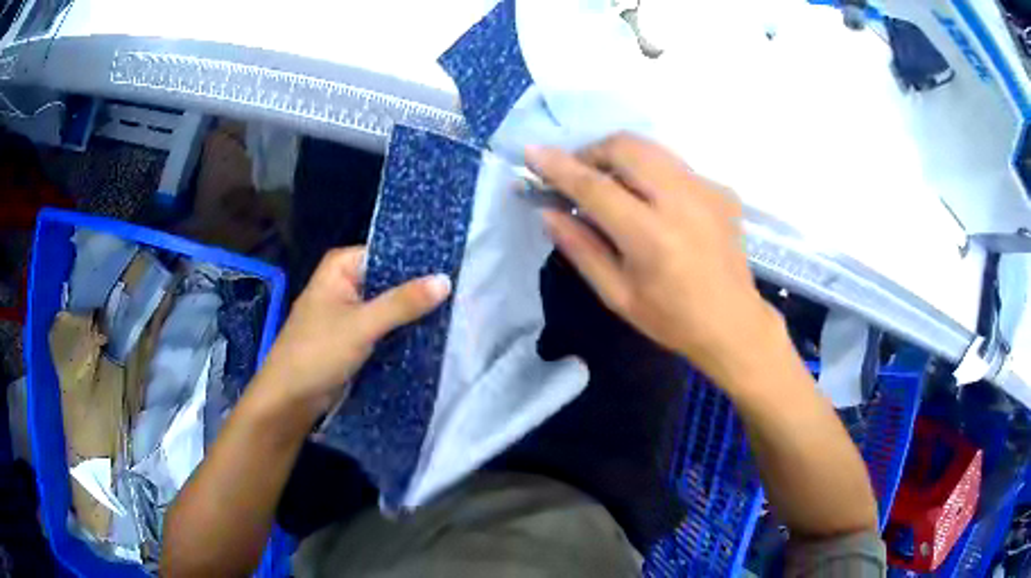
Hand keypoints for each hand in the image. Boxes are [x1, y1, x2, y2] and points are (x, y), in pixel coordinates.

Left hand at [254, 246, 450, 419]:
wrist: (290, 398)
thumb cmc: (317, 352)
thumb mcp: (362, 325)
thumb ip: (403, 303)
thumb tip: (446, 280)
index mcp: (341, 267)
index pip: (388, 252)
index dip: (419, 261)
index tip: (454, 269)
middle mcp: (345, 282)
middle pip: (390, 279)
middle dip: (419, 289)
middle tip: (462, 293)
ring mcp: (350, 310)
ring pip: (389, 305)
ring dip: (413, 312)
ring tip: (455, 311)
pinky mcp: (354, 336)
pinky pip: (384, 326)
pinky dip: (402, 330)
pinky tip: (432, 333)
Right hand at [526, 133, 784, 387]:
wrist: (734, 323)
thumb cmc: (671, 319)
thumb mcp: (617, 295)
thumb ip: (581, 248)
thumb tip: (547, 212)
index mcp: (652, 236)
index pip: (595, 187)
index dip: (559, 167)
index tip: (532, 153)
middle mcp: (682, 201)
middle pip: (626, 147)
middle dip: (593, 152)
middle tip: (579, 176)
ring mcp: (707, 190)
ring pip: (652, 148)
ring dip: (620, 156)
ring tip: (610, 183)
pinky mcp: (721, 189)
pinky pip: (674, 165)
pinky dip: (651, 173)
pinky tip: (653, 203)